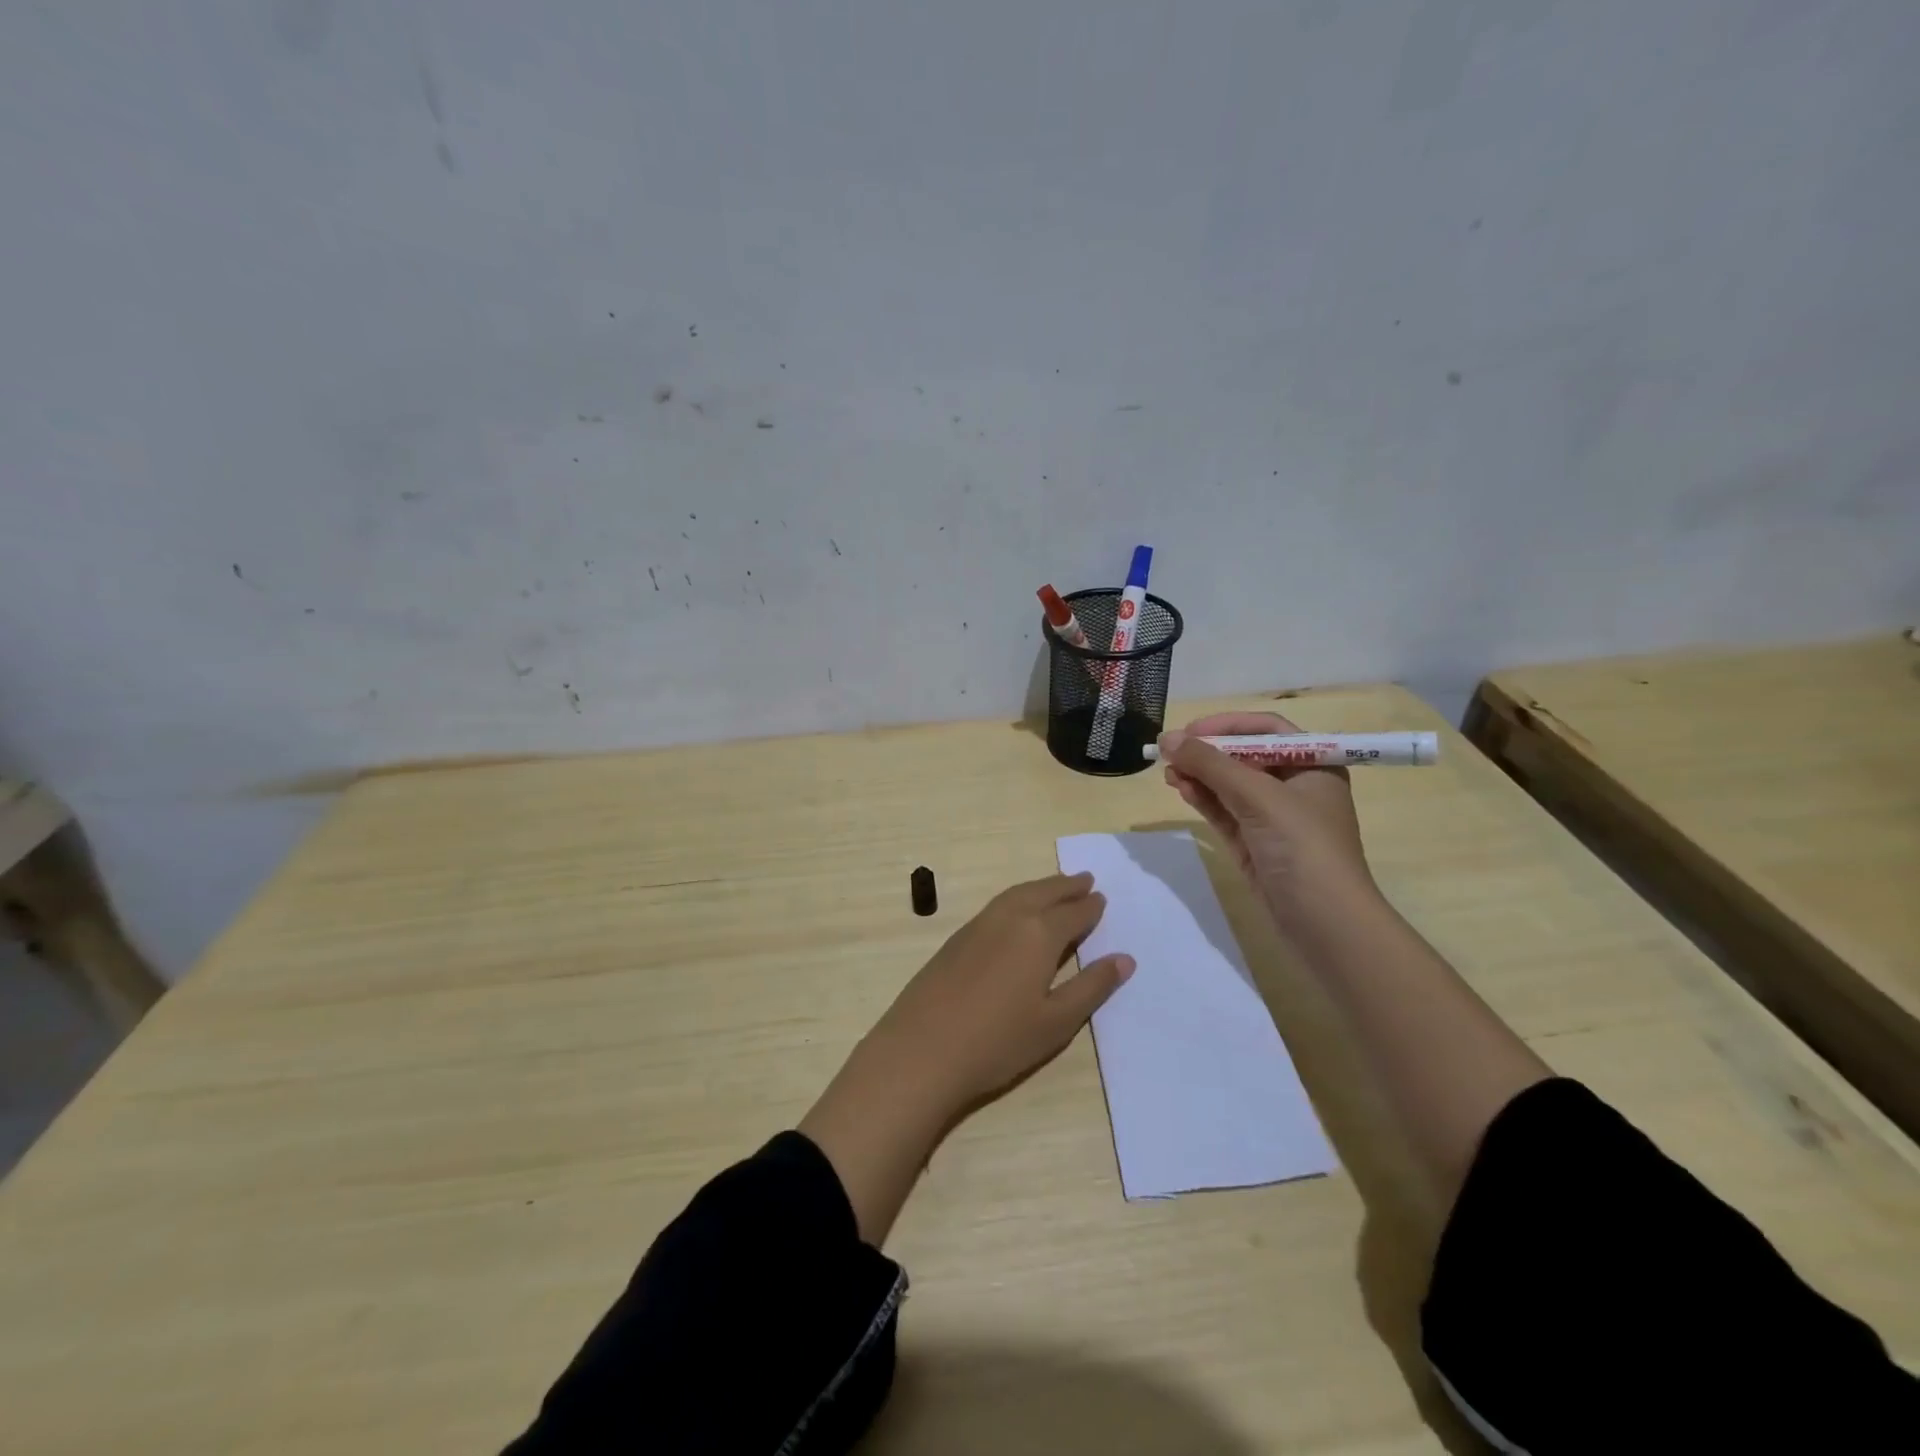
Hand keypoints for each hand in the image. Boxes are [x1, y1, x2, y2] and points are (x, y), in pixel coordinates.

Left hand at [866, 871, 1132, 1112]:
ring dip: (1040, 887)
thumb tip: (1125, 958)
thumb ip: (1091, 987)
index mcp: (1038, 934)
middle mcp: (1009, 919)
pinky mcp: (956, 939)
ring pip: (1016, 894)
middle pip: (1043, 893)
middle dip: (1066, 886)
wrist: (921, 1051)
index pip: (1072, 913)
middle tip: (1084, 879)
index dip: (1089, 907)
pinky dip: (1016, 898)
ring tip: (1055, 887)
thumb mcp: (1056, 1022)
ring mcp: (977, 926)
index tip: (1101, 897)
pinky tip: (1016, 911)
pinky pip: (997, 905)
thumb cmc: (998, 1042)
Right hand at [1159, 711, 1377, 933]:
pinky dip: (1203, 798)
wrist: (1325, 924)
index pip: (1267, 730)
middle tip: (1171, 752)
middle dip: (1208, 752)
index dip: (1228, 724)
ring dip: (1200, 775)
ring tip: (1168, 772)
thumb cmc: (1303, 848)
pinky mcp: (1254, 844)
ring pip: (1229, 785)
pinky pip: (1224, 811)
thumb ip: (1212, 765)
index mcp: (1314, 766)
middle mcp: (1294, 787)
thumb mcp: (1259, 798)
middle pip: (1244, 756)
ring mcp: (1273, 818)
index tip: (1190, 731)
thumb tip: (1168, 738)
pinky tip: (1181, 789)